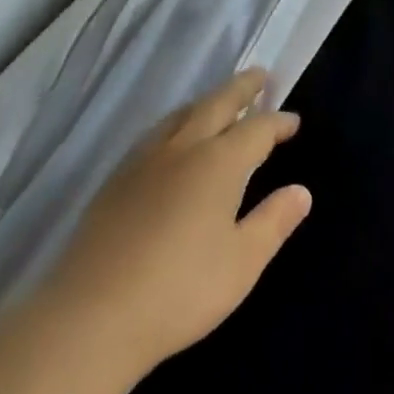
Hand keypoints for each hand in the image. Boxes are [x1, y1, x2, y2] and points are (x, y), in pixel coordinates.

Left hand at [49, 68, 311, 379]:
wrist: (91, 317)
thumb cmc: (179, 291)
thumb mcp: (242, 264)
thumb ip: (273, 222)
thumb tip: (301, 191)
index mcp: (219, 162)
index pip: (257, 128)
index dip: (278, 122)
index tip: (293, 122)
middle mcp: (184, 147)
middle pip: (217, 103)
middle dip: (243, 88)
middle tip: (260, 76)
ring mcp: (145, 160)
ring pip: (182, 113)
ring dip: (207, 101)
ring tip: (219, 102)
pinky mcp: (116, 179)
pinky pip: (156, 133)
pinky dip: (177, 122)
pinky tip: (172, 140)